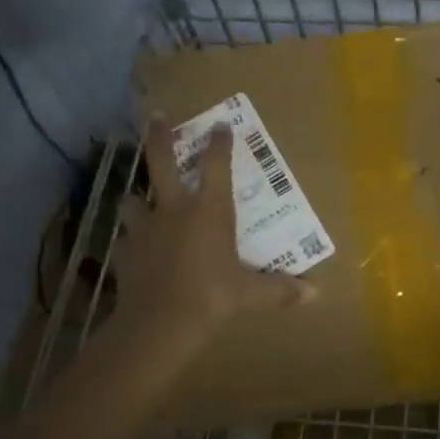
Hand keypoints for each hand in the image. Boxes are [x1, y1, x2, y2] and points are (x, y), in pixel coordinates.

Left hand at [108, 116, 313, 353]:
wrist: (158, 324)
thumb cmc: (212, 298)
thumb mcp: (250, 294)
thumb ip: (279, 290)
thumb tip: (314, 295)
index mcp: (209, 210)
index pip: (215, 164)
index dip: (219, 143)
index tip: (220, 125)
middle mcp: (174, 209)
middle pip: (161, 162)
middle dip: (159, 136)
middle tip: (155, 114)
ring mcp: (145, 229)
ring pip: (133, 200)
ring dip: (136, 196)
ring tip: (136, 197)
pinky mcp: (125, 252)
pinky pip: (126, 240)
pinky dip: (131, 241)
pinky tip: (133, 248)